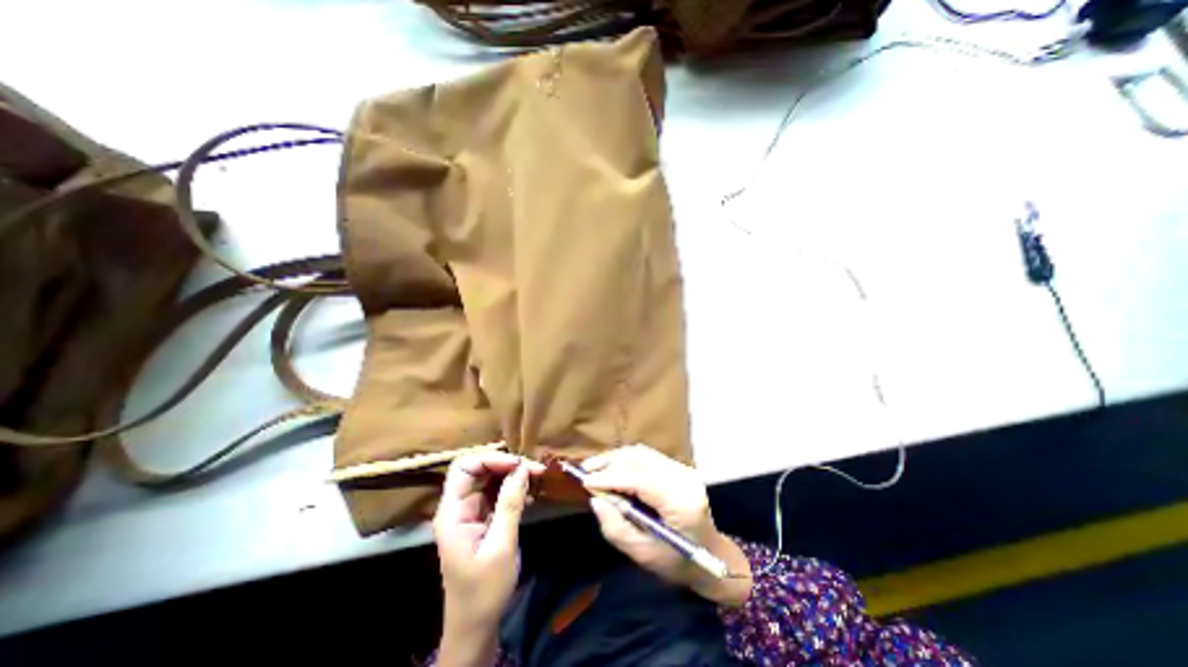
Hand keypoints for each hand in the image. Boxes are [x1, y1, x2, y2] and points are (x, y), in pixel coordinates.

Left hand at [435, 450, 544, 663]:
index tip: (518, 465)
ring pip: (489, 480)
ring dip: (512, 477)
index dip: (491, 459)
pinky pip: (496, 495)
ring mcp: (469, 513)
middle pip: (478, 470)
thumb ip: (510, 503)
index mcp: (453, 513)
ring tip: (536, 479)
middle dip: (506, 465)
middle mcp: (458, 508)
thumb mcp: (502, 545)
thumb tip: (522, 468)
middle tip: (534, 470)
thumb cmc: (485, 589)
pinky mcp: (481, 520)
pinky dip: (513, 491)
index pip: (464, 467)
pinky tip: (529, 496)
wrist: (476, 626)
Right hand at [582, 446, 750, 607]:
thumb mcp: (642, 554)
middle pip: (641, 460)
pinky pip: (647, 456)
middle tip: (585, 471)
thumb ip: (616, 528)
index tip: (586, 481)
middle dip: (610, 463)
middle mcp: (684, 479)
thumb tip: (596, 500)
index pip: (642, 480)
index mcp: (681, 504)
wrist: (710, 553)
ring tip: (593, 466)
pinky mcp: (679, 466)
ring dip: (616, 457)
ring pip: (643, 454)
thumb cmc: (676, 561)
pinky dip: (626, 459)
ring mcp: (683, 469)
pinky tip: (611, 465)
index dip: (612, 477)